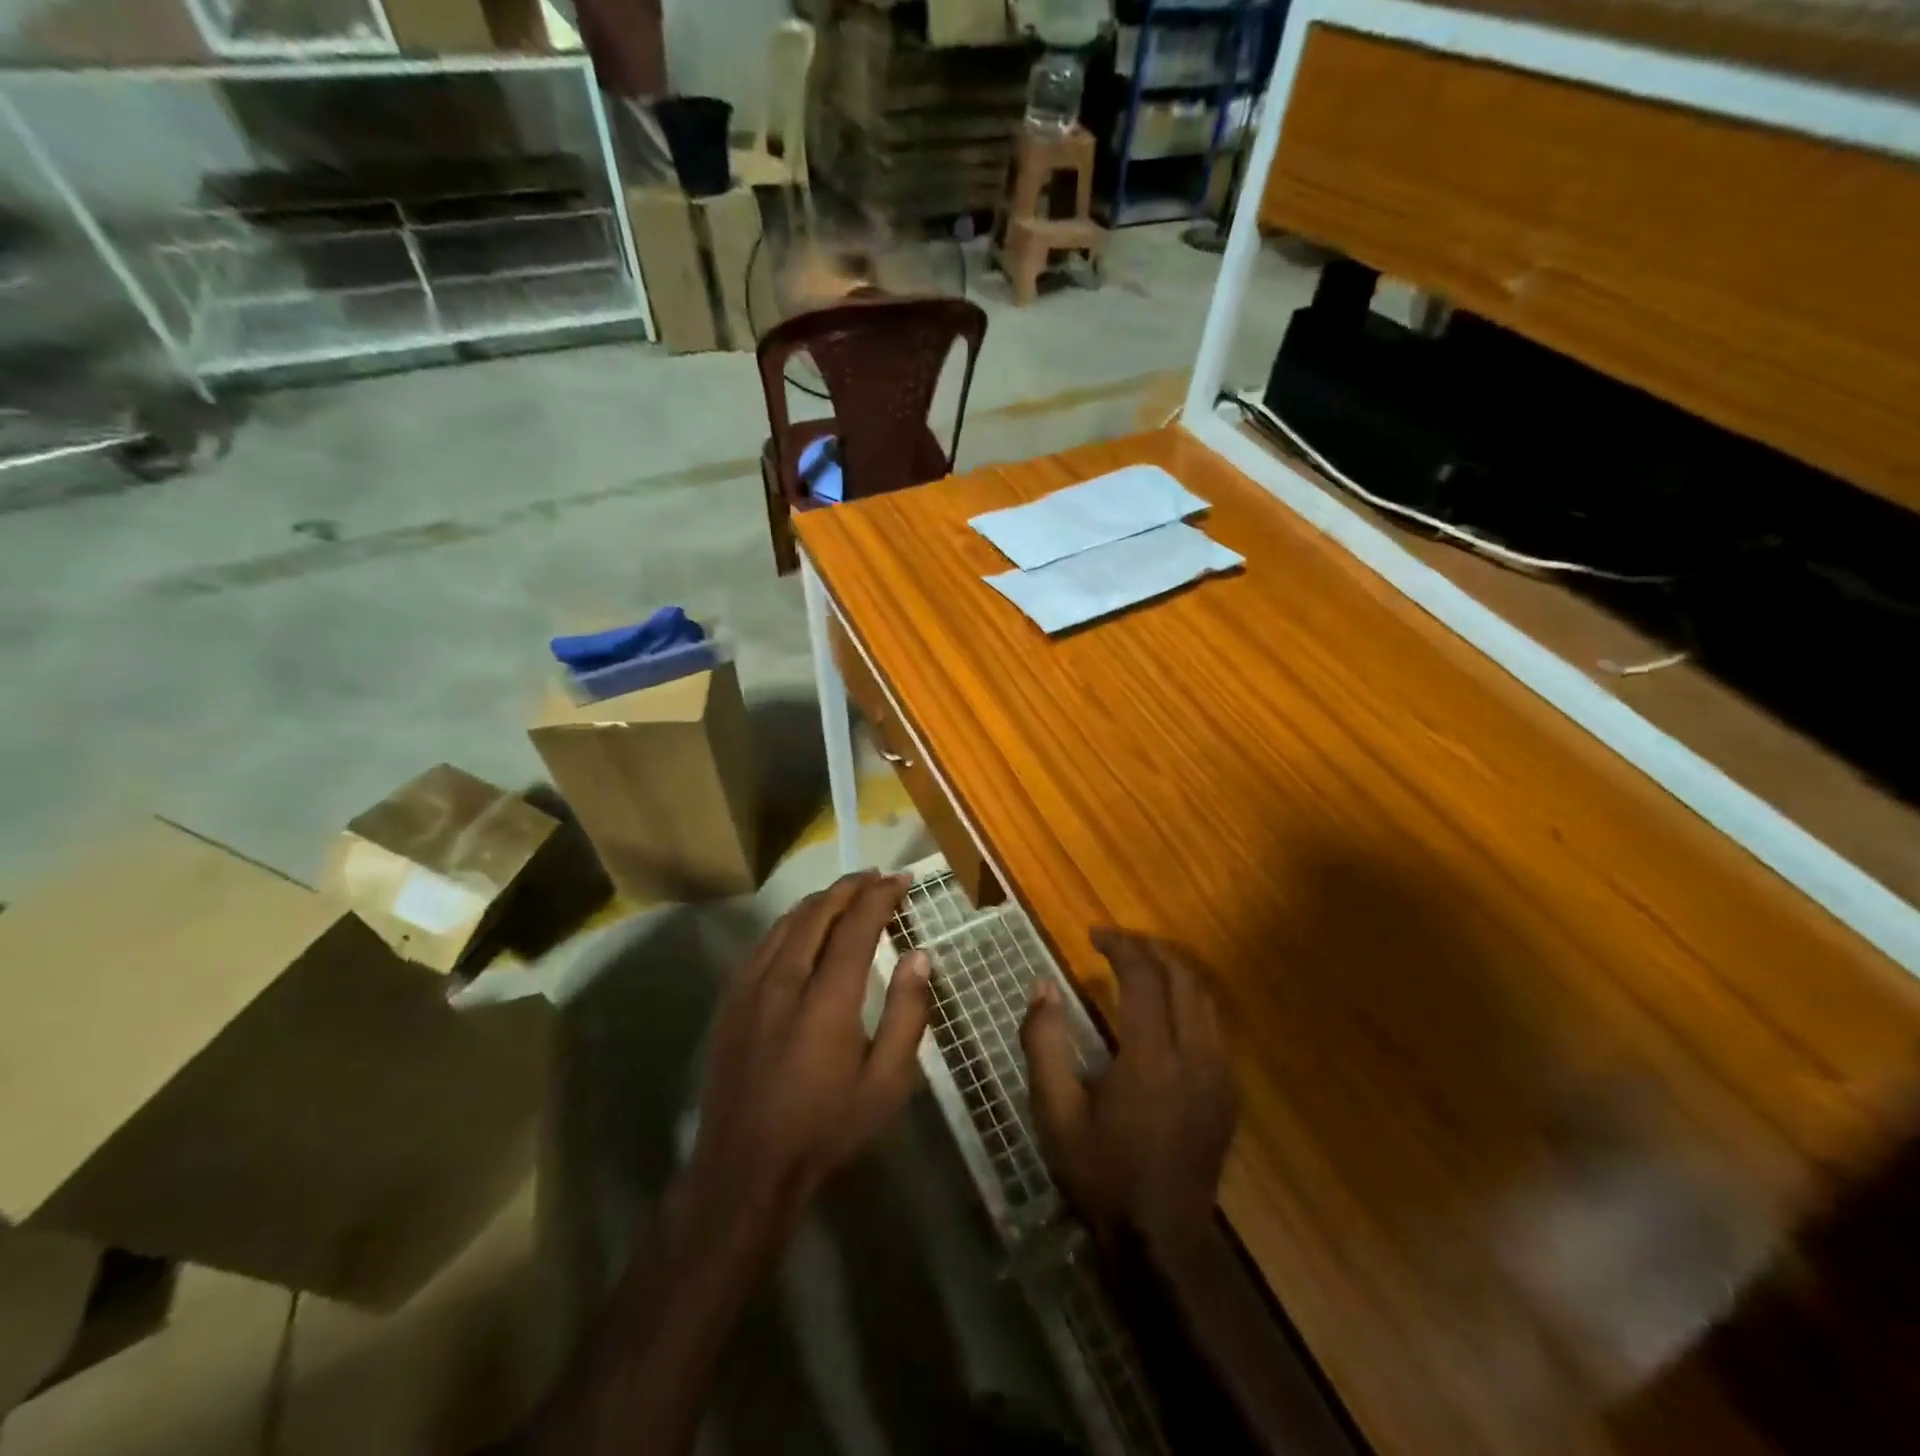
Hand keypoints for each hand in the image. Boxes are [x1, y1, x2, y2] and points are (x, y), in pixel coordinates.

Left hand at [681, 871, 931, 1253]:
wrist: (745, 1167)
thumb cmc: (826, 1127)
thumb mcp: (886, 1082)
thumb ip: (906, 1013)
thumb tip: (919, 955)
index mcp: (828, 998)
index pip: (856, 925)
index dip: (880, 895)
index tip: (902, 879)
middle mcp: (785, 979)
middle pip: (819, 912)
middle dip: (851, 887)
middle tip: (878, 877)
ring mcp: (751, 987)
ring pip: (787, 922)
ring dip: (820, 900)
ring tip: (846, 893)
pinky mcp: (731, 999)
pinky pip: (763, 942)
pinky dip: (791, 922)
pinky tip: (802, 926)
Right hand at [1021, 928, 1235, 1253]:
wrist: (1161, 1241)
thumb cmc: (1101, 1174)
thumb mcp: (1054, 1112)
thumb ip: (1043, 1043)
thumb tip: (1043, 987)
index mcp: (1151, 1059)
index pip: (1144, 979)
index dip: (1121, 946)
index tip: (1094, 934)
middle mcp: (1195, 1057)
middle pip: (1183, 977)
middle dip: (1150, 950)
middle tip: (1117, 943)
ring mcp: (1220, 1075)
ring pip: (1205, 999)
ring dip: (1173, 971)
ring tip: (1140, 966)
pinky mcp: (1228, 1093)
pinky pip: (1214, 1026)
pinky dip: (1188, 1000)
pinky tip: (1164, 1010)